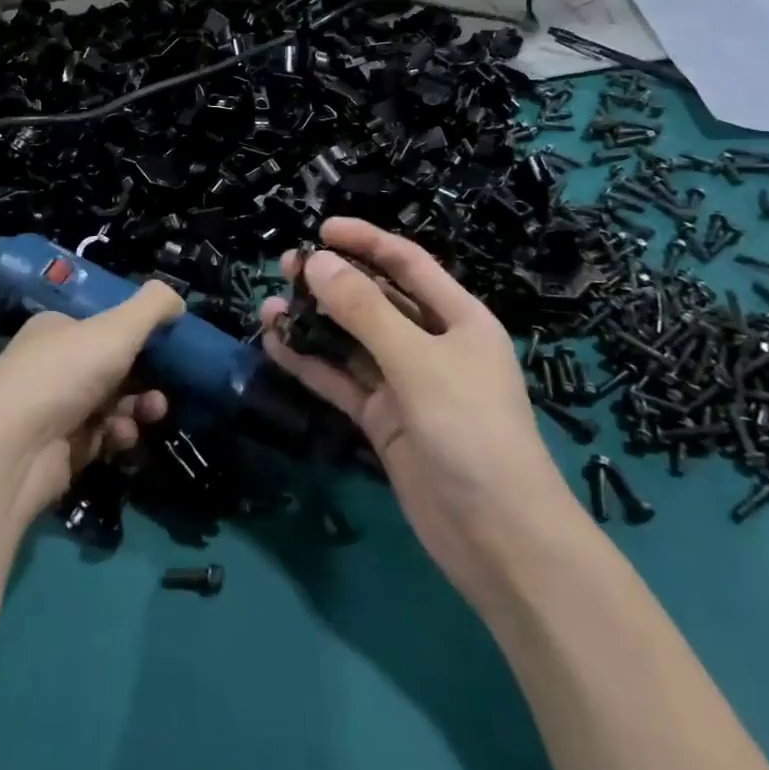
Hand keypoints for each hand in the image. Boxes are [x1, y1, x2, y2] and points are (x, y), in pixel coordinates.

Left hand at [0, 281, 180, 525]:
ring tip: (152, 412)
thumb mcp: (117, 327)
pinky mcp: (59, 451)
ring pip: (111, 403)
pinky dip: (117, 434)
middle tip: (169, 383)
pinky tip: (122, 436)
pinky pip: (101, 437)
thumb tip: (177, 299)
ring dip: (137, 405)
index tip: (169, 343)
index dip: (137, 332)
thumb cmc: (64, 373)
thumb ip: (152, 307)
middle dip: (145, 374)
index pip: (103, 324)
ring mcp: (54, 410)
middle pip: (112, 365)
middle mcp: (52, 365)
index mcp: (58, 328)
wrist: (11, 451)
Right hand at [261, 218, 576, 609]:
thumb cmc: (470, 429)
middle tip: (284, 267)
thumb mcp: (417, 361)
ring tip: (269, 307)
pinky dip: (312, 365)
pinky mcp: (385, 421)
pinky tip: (276, 347)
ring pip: (352, 341)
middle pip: (375, 300)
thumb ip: (364, 310)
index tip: (321, 229)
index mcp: (458, 318)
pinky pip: (343, 381)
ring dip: (314, 324)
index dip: (366, 241)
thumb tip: (316, 261)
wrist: (499, 539)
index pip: (407, 263)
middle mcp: (432, 345)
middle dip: (332, 281)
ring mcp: (406, 384)